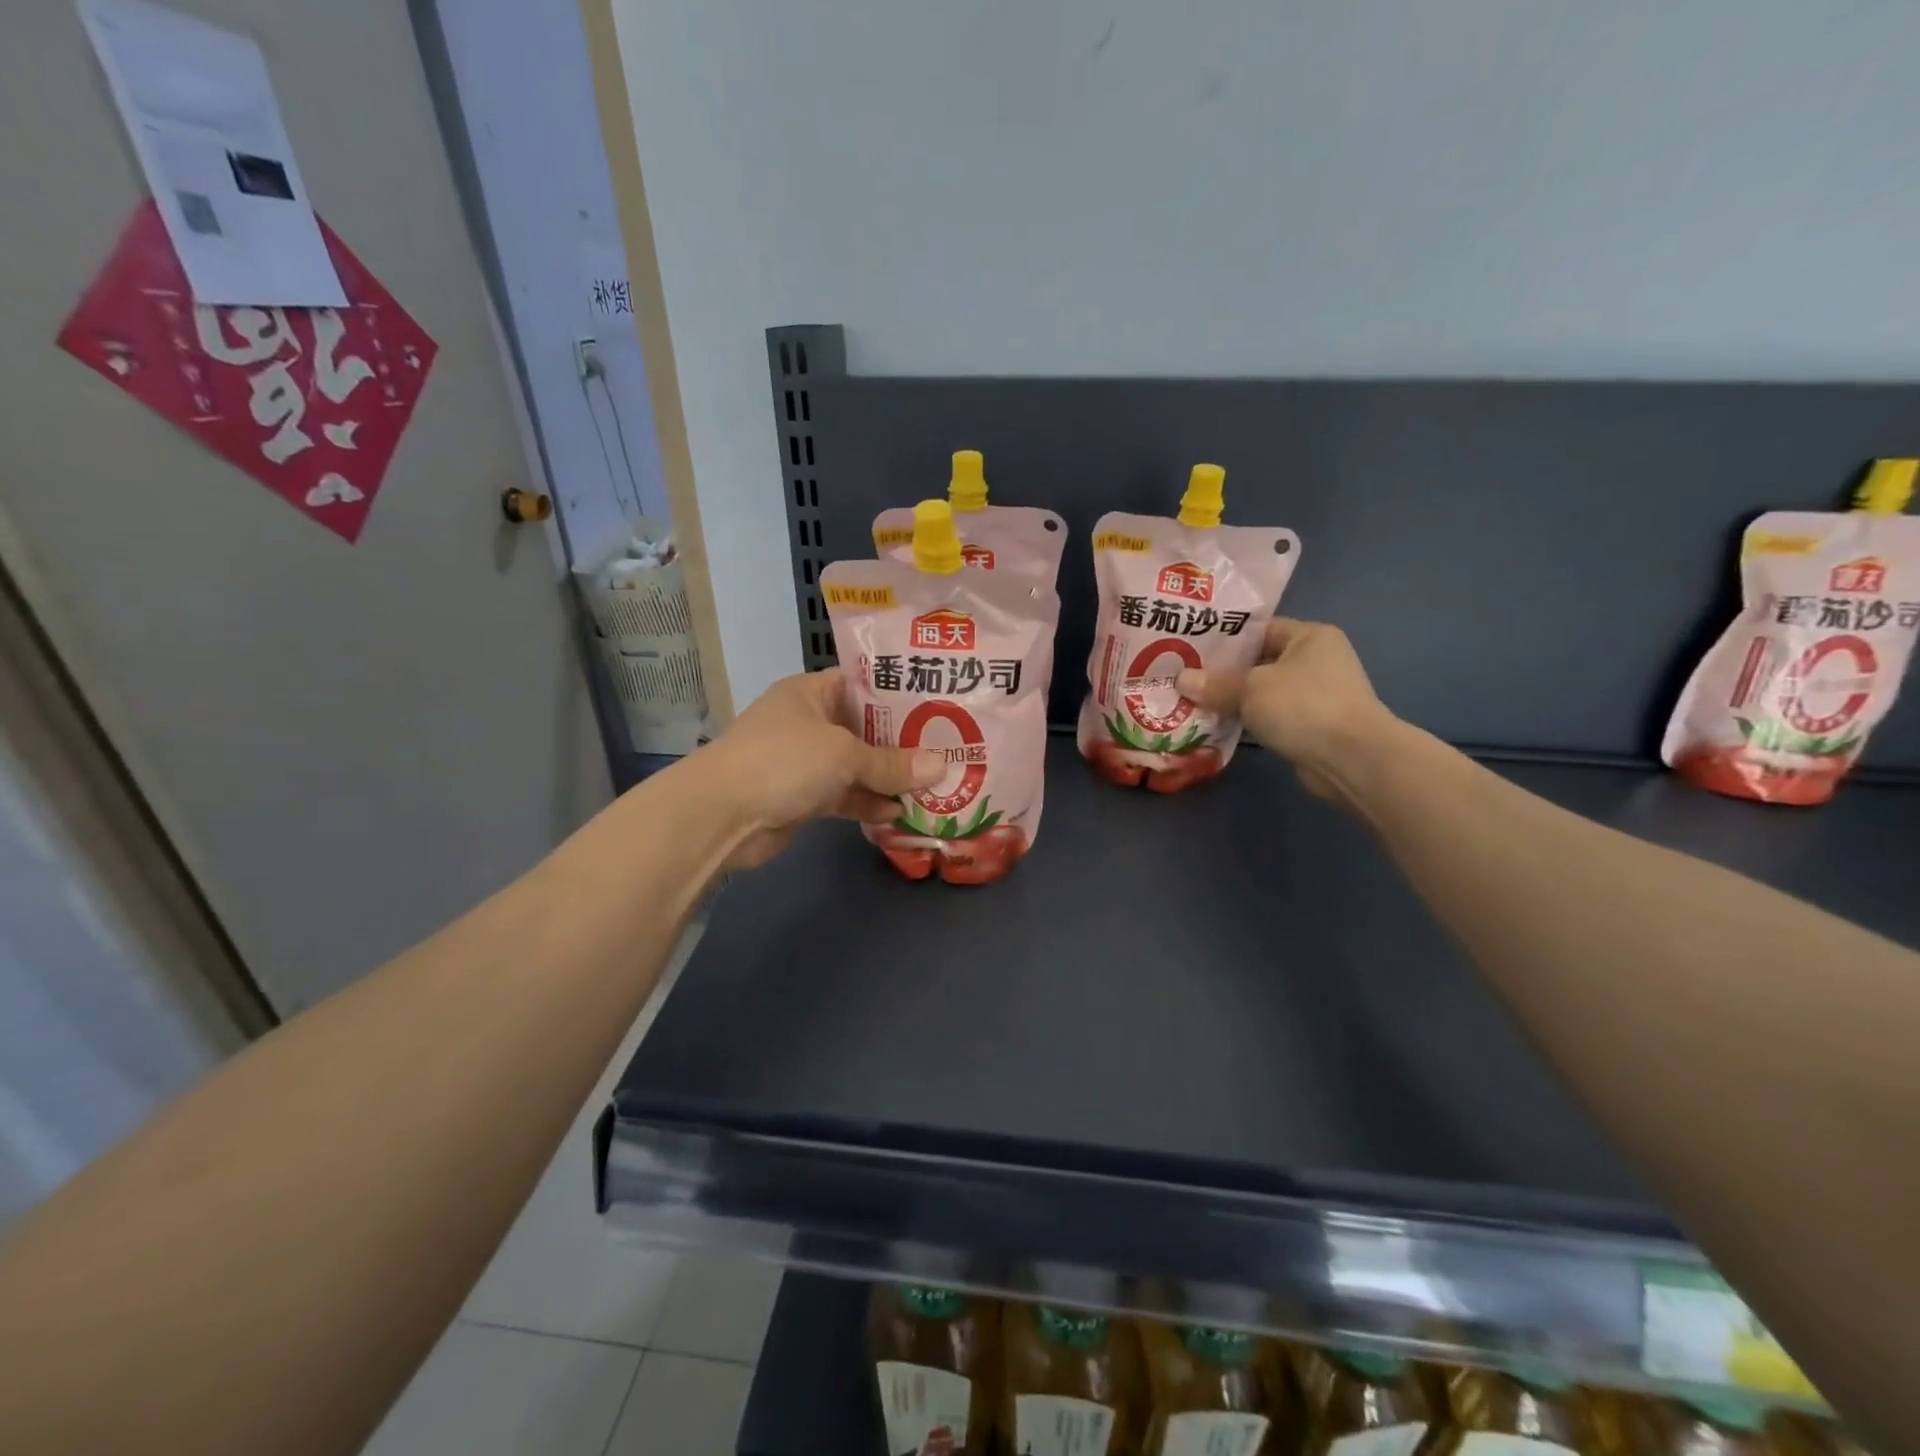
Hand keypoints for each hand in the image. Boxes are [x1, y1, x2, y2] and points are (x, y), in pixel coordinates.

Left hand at [694, 669, 941, 868]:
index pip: (861, 683)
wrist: (721, 815)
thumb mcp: (844, 754)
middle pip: (863, 727)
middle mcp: (807, 722)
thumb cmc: (783, 761)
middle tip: (947, 745)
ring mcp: (803, 761)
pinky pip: (844, 795)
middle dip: (901, 741)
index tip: (938, 700)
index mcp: (810, 692)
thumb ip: (892, 763)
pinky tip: (900, 812)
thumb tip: (942, 767)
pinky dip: (867, 802)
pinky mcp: (802, 797)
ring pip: (855, 765)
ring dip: (887, 777)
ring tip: (933, 783)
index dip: (897, 692)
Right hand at [1175, 618, 1397, 802]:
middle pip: (1259, 661)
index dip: (1225, 638)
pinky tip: (1216, 725)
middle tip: (1183, 676)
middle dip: (1223, 672)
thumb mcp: (1250, 688)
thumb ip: (1215, 684)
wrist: (1351, 759)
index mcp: (1310, 636)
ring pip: (1262, 692)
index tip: (1189, 647)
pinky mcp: (1311, 726)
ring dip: (1233, 700)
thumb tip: (1180, 680)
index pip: (1260, 630)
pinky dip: (1247, 721)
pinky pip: (1270, 717)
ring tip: (1192, 701)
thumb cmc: (1303, 705)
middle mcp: (1317, 661)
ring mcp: (1316, 695)